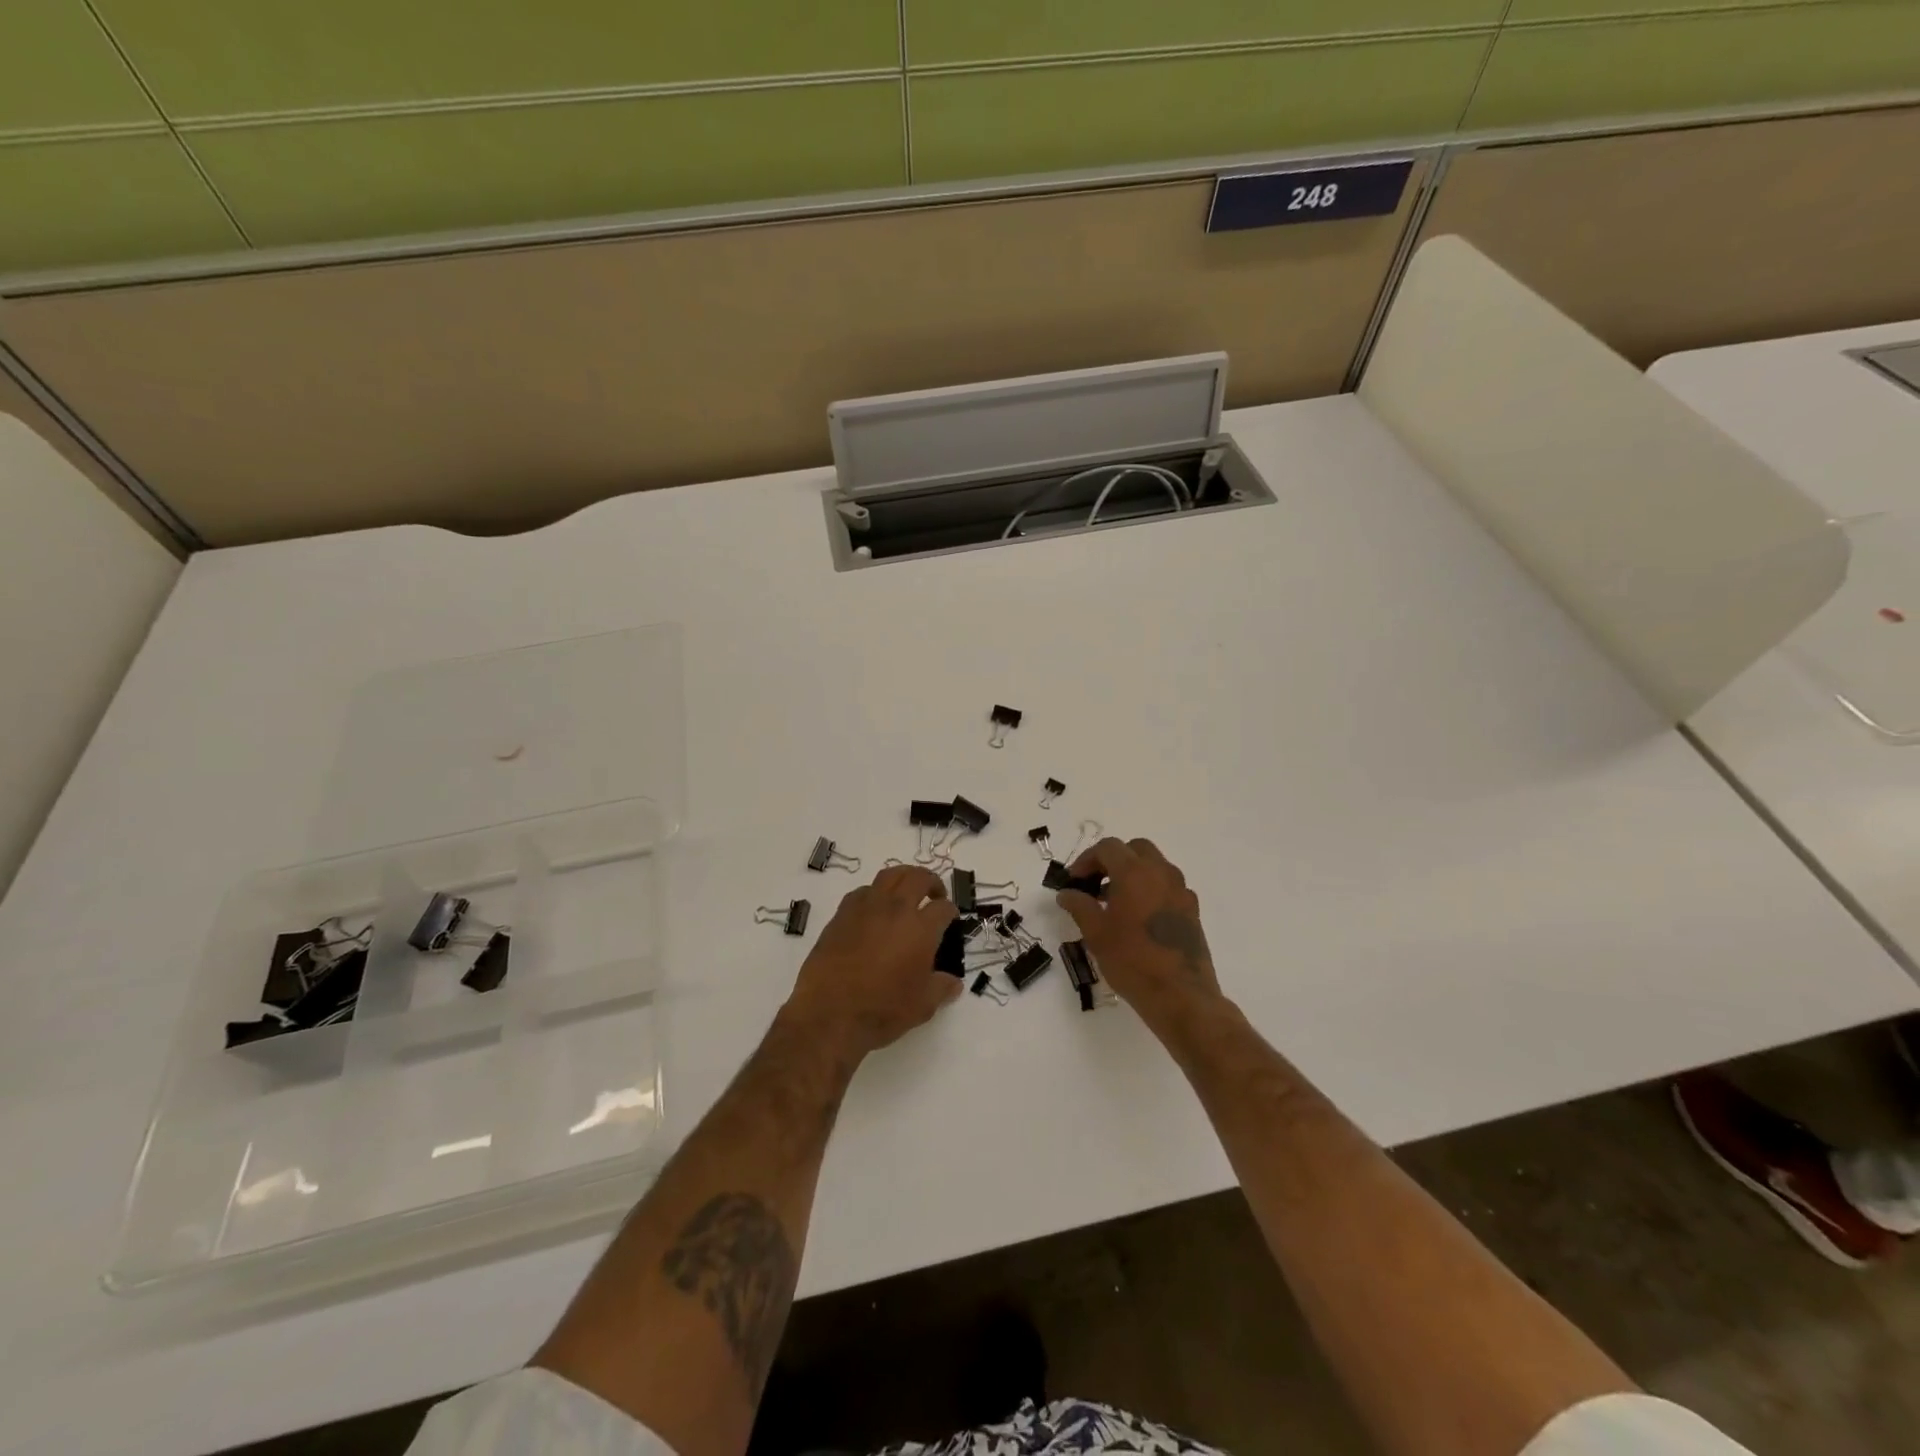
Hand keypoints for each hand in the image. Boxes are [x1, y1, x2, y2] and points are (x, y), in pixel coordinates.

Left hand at [783, 865, 961, 1058]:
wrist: (830, 1012)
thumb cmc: (882, 1009)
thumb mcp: (922, 1006)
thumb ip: (941, 988)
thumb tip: (954, 983)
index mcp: (921, 928)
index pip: (943, 909)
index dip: (950, 912)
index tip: (950, 919)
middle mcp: (896, 909)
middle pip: (918, 878)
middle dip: (931, 882)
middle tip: (935, 895)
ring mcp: (866, 907)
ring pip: (889, 875)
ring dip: (904, 878)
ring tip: (907, 891)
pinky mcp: (842, 914)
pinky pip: (863, 891)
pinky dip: (875, 893)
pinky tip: (875, 909)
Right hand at [1056, 837, 1224, 1028]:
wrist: (1180, 996)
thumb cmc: (1131, 961)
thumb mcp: (1096, 934)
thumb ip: (1079, 906)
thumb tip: (1066, 893)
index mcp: (1135, 873)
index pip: (1108, 847)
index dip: (1086, 860)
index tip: (1074, 881)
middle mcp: (1161, 873)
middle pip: (1135, 849)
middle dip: (1113, 860)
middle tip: (1095, 883)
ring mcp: (1181, 890)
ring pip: (1154, 866)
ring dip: (1132, 873)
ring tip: (1114, 902)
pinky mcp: (1192, 910)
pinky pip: (1168, 886)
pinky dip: (1150, 889)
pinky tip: (1138, 918)